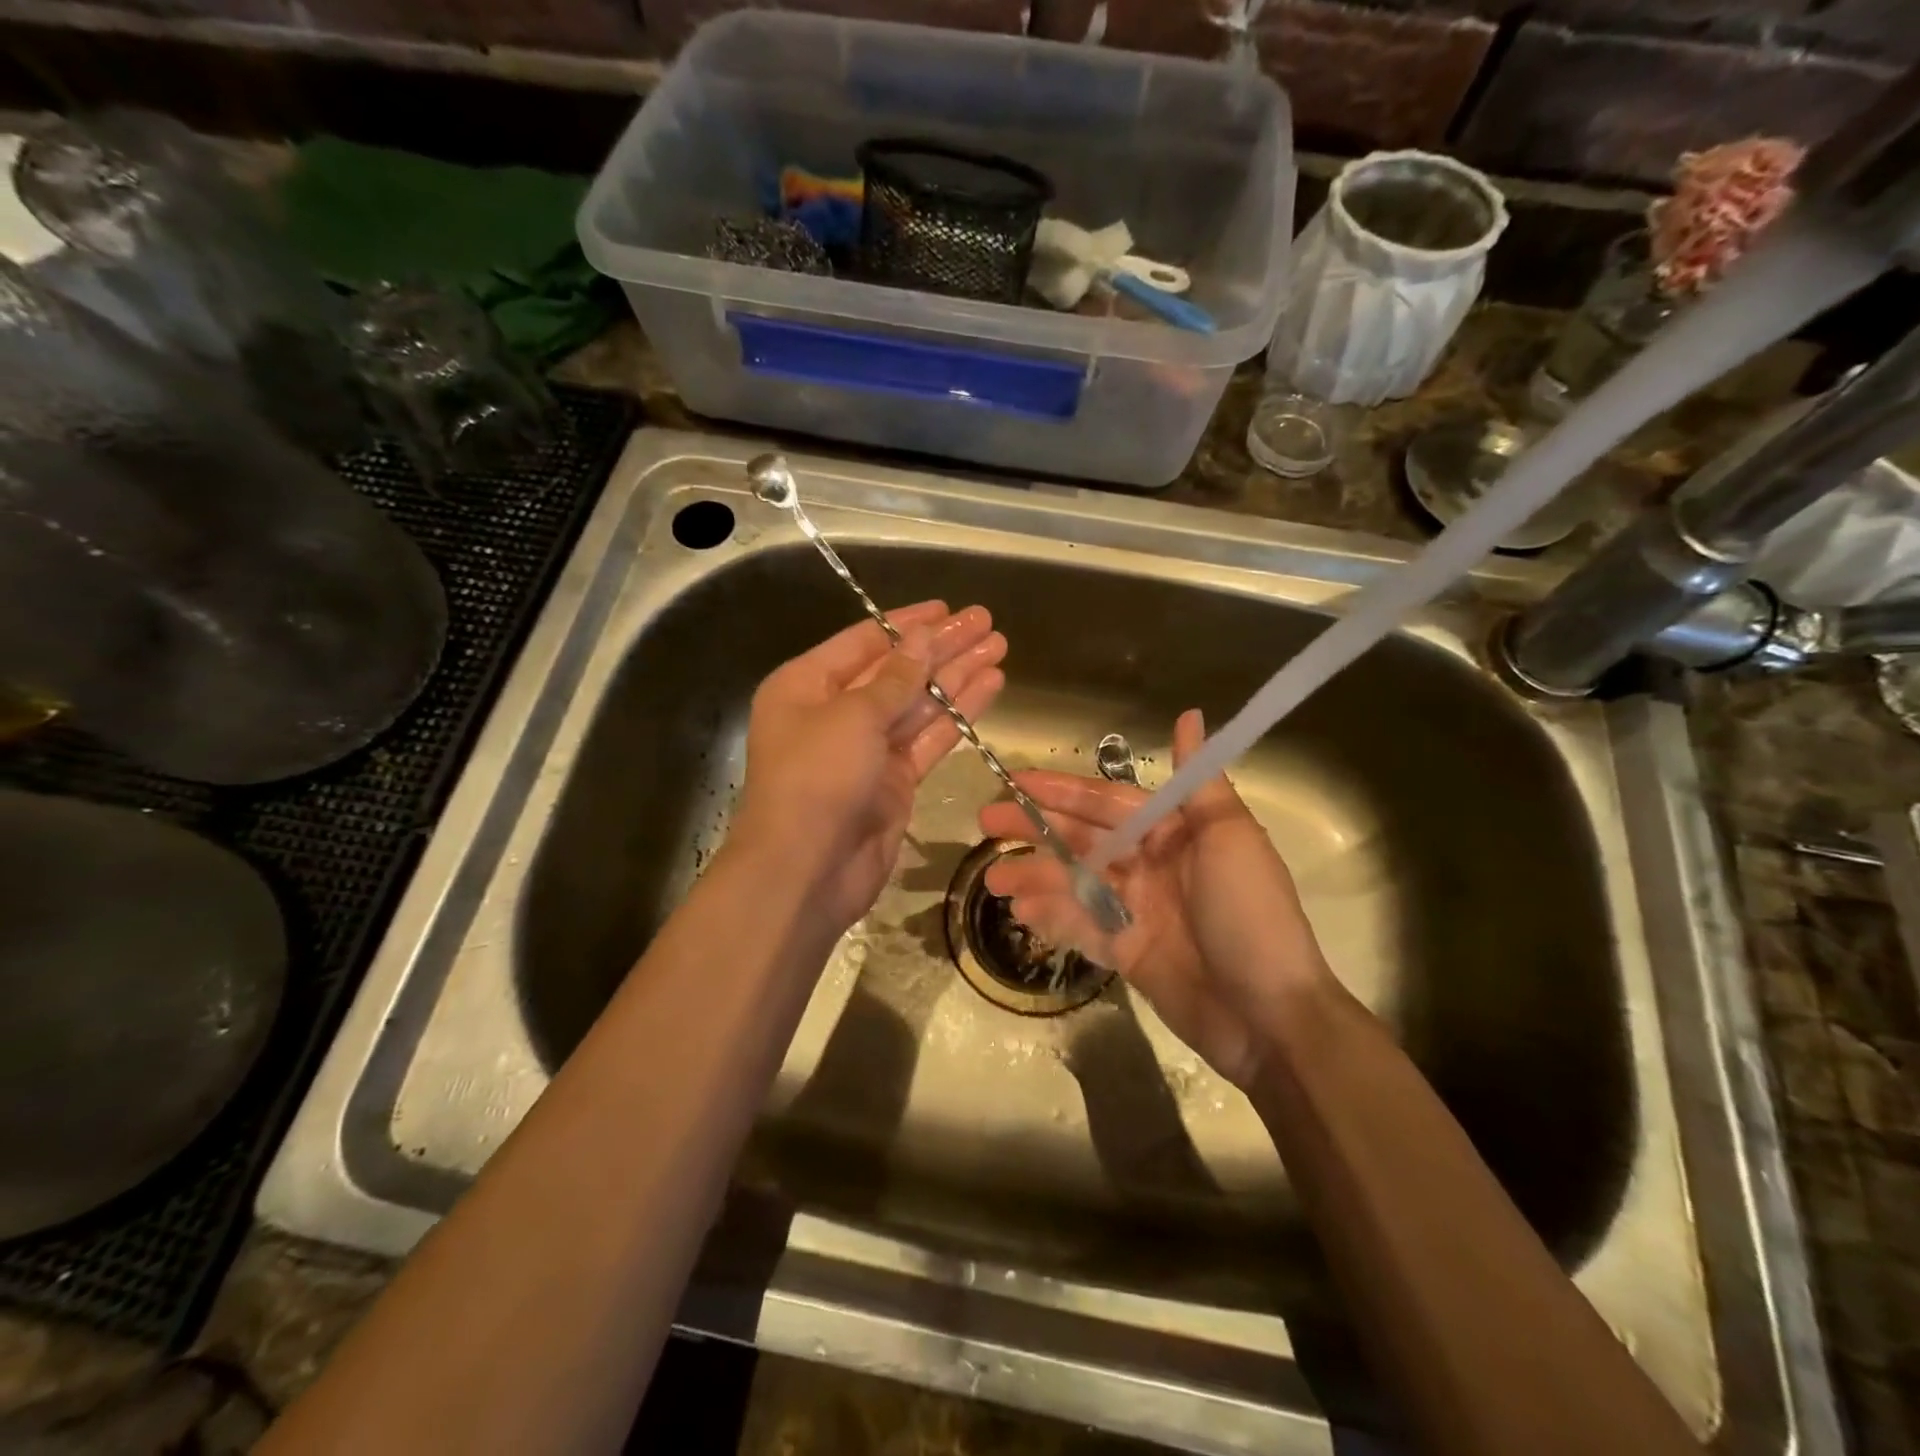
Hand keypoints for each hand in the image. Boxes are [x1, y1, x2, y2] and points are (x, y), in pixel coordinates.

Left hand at [733, 600, 1005, 936]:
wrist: (806, 869)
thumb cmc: (816, 777)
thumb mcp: (852, 715)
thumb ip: (895, 677)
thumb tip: (923, 637)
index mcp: (806, 685)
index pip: (864, 641)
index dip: (907, 623)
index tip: (947, 608)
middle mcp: (835, 712)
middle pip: (897, 670)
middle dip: (941, 647)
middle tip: (986, 622)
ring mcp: (867, 749)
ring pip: (919, 703)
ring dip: (957, 676)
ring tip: (999, 647)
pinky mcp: (894, 781)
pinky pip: (930, 738)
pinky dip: (958, 715)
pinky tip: (990, 687)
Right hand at [978, 709, 1329, 1088]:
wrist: (1270, 1017)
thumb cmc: (1249, 915)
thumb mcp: (1230, 838)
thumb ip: (1200, 781)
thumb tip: (1190, 715)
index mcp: (1175, 833)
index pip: (1108, 802)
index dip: (1062, 791)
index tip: (1015, 781)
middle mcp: (1151, 865)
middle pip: (1083, 840)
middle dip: (1035, 829)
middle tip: (984, 824)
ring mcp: (1136, 911)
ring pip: (1074, 883)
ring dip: (1034, 875)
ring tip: (993, 878)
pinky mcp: (1126, 953)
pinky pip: (1081, 927)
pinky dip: (1051, 916)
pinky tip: (1020, 909)